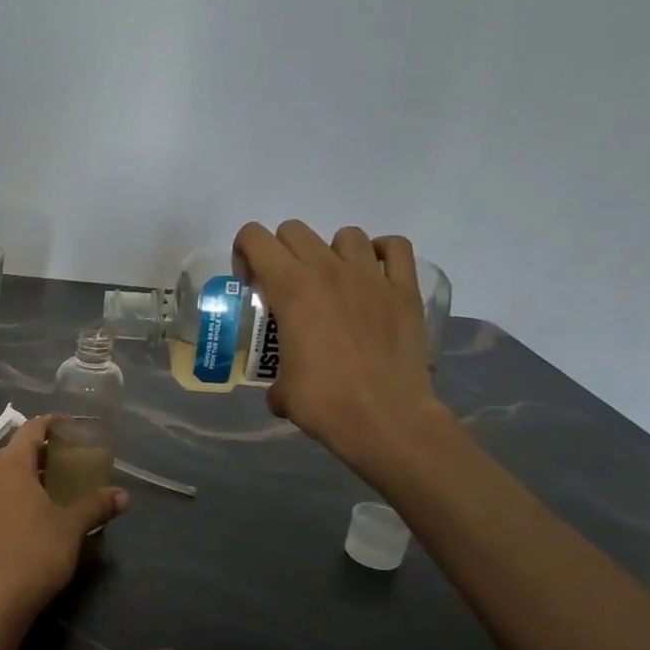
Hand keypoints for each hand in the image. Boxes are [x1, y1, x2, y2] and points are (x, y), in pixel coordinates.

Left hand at [0, 415, 128, 626]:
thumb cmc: (36, 552)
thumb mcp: (72, 526)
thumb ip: (96, 505)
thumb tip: (123, 495)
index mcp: (9, 465)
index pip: (31, 429)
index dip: (52, 424)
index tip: (72, 427)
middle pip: (16, 450)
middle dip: (43, 451)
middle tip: (71, 458)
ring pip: (4, 474)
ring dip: (29, 474)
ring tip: (56, 484)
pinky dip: (16, 493)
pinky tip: (35, 511)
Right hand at [232, 220, 451, 482]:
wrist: (385, 418)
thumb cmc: (324, 402)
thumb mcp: (281, 389)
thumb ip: (276, 374)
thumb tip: (281, 387)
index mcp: (290, 288)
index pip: (255, 237)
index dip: (245, 254)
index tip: (250, 283)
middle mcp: (328, 270)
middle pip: (295, 231)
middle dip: (282, 252)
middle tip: (286, 288)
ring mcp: (370, 276)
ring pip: (345, 235)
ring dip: (331, 253)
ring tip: (333, 284)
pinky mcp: (405, 290)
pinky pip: (395, 248)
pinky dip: (381, 253)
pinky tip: (374, 276)